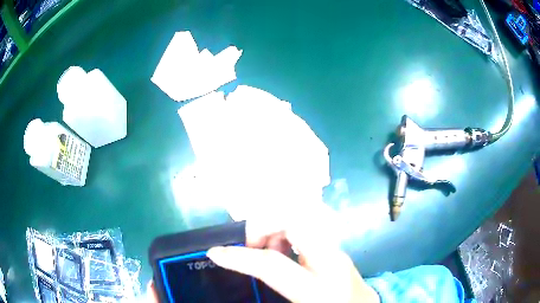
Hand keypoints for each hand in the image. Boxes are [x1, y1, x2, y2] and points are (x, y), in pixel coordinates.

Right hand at [207, 205, 380, 302]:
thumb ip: (271, 290)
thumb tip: (251, 270)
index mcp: (319, 288)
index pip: (273, 264)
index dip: (239, 257)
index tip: (216, 253)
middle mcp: (332, 261)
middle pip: (298, 218)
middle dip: (266, 223)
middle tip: (254, 245)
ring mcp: (338, 250)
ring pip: (306, 214)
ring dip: (278, 223)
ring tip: (270, 248)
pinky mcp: (338, 247)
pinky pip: (311, 223)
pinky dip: (290, 227)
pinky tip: (285, 248)